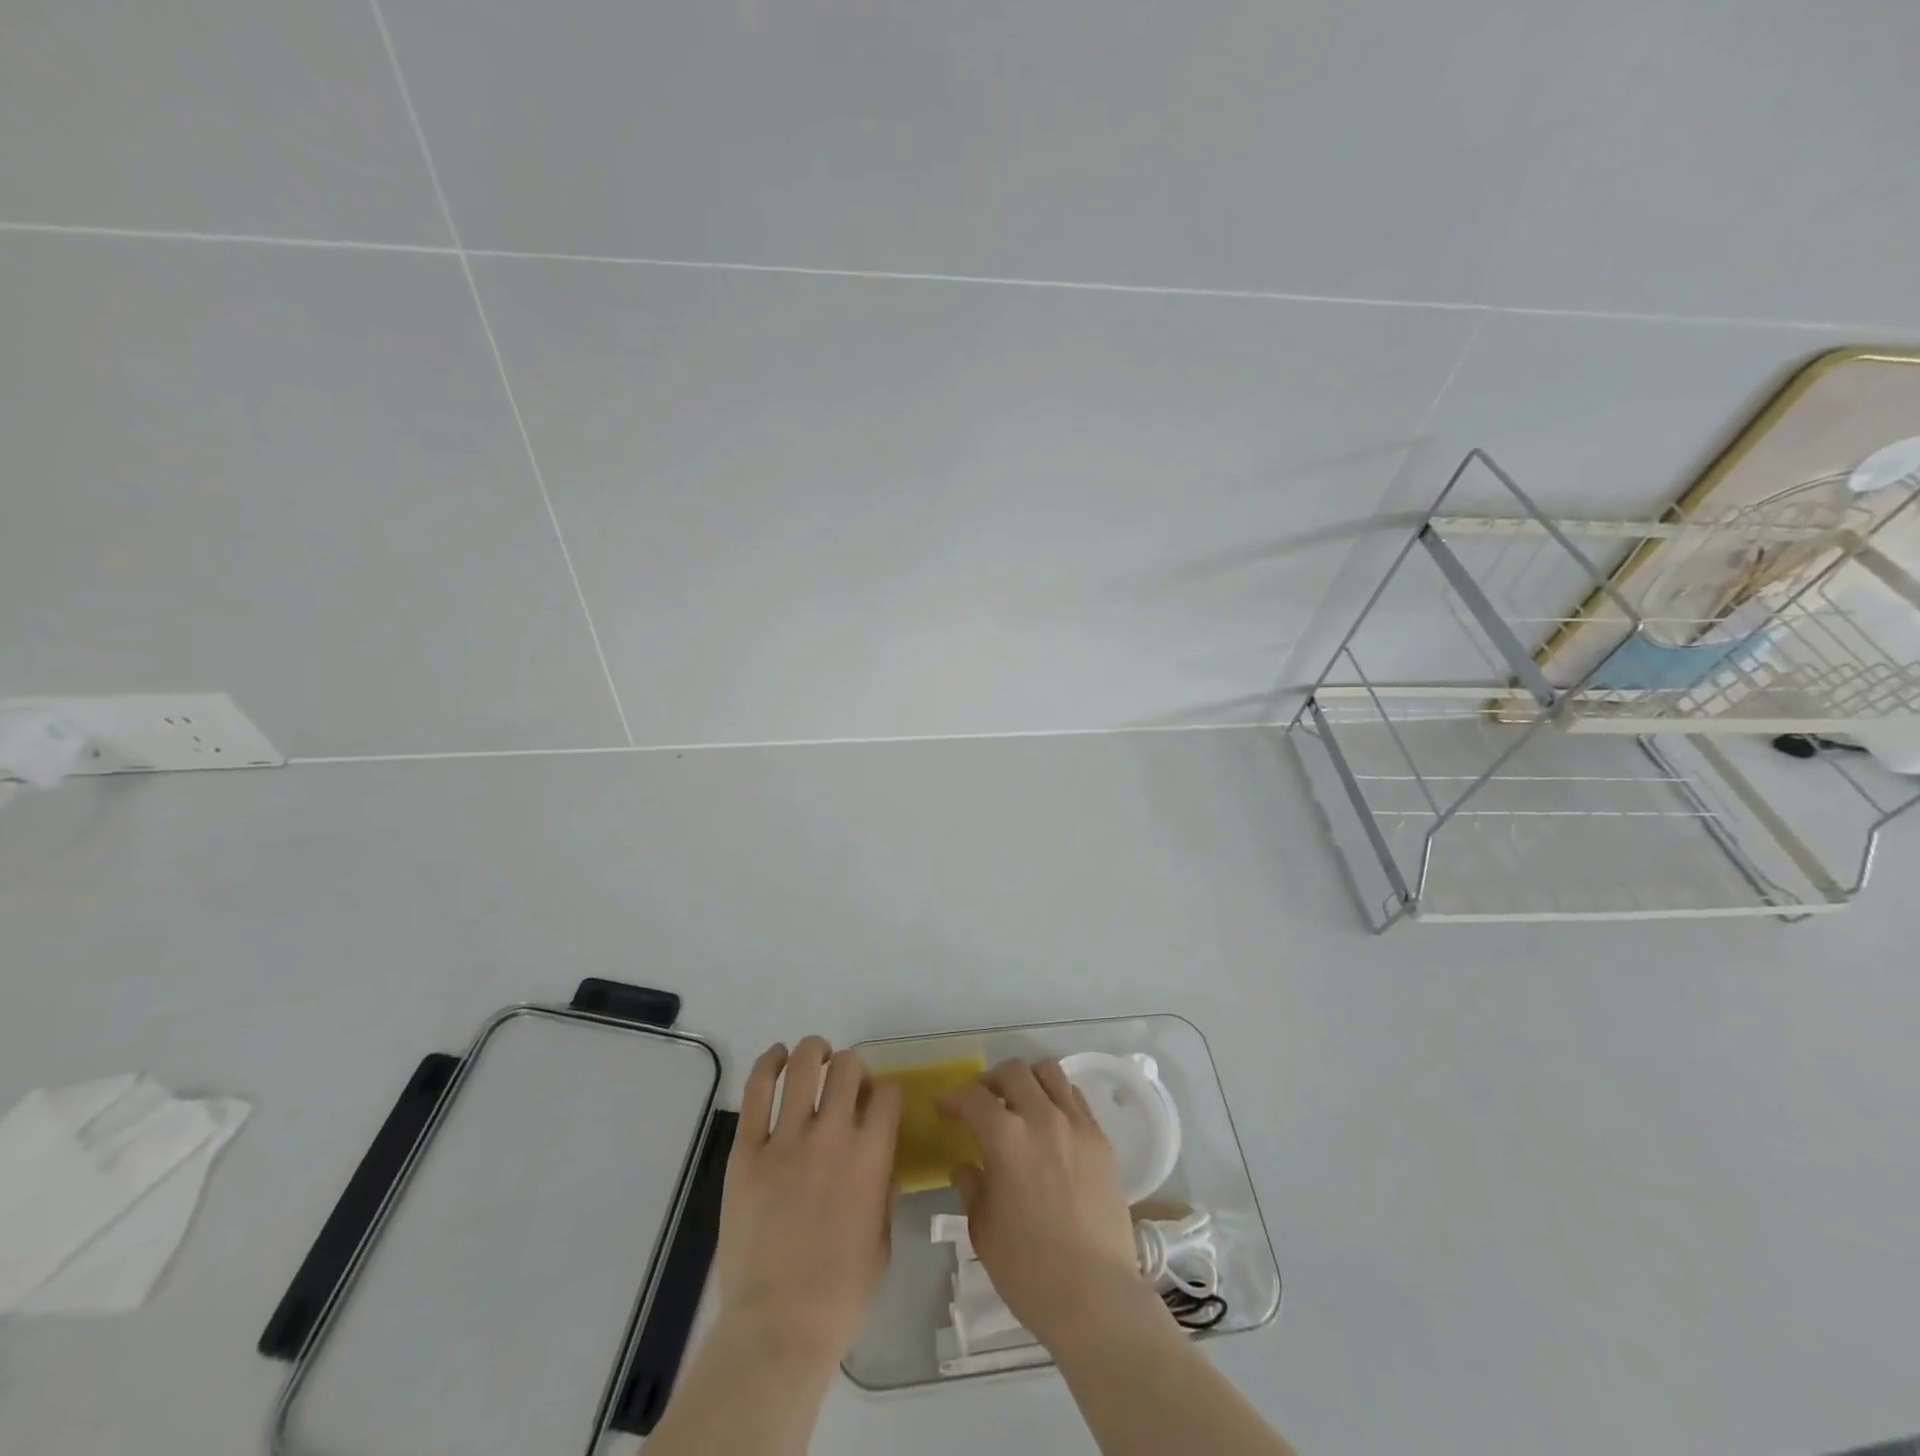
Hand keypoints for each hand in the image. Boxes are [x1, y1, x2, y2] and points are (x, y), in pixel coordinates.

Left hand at [714, 1037, 903, 1365]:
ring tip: (815, 1054)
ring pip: (803, 1067)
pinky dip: (767, 1065)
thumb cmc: (840, 1295)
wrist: (778, 1327)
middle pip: (847, 1068)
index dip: (887, 1093)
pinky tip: (775, 1056)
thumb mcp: (882, 1244)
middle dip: (852, 1066)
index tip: (879, 1104)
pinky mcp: (747, 1152)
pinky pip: (756, 1093)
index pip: (888, 1095)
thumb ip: (885, 1195)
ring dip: (813, 1051)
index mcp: (871, 1157)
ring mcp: (786, 1140)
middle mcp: (832, 1135)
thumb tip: (881, 1167)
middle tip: (846, 1082)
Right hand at [939, 1058, 1151, 1349]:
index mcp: (1006, 1138)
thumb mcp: (983, 1231)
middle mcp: (1042, 1117)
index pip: (973, 1097)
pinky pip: (1076, 1098)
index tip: (944, 1109)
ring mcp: (1077, 1124)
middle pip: (1013, 1071)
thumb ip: (972, 1188)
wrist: (1096, 1296)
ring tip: (1018, 1103)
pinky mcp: (1101, 1139)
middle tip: (980, 1103)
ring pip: (1049, 1072)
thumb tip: (966, 1166)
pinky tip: (1050, 1123)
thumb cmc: (1029, 1270)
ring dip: (1027, 1080)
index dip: (953, 1098)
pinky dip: (1056, 1097)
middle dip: (989, 1081)